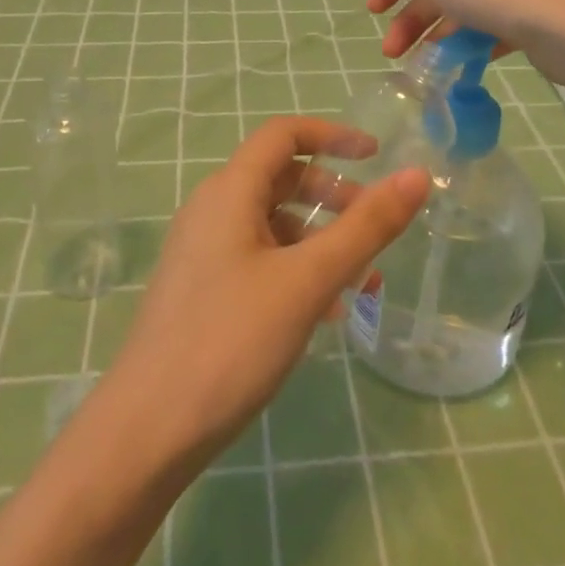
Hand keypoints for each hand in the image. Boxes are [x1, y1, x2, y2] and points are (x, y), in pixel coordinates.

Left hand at [101, 118, 429, 471]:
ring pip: (273, 224)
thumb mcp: (309, 281)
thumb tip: (417, 176)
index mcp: (229, 192)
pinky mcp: (202, 290)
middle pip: (280, 178)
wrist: (147, 430)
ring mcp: (203, 252)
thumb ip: (366, 227)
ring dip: (320, 240)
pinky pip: (259, 259)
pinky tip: (326, 313)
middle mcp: (211, 210)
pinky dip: (297, 269)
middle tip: (374, 228)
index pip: (283, 135)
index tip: (376, 155)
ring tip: (361, 282)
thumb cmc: (231, 342)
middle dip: (333, 195)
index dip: (331, 134)